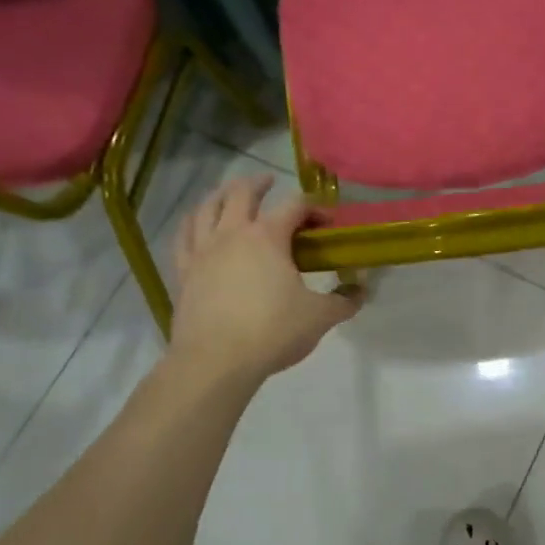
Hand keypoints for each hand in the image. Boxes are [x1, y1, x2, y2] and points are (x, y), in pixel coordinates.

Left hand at [169, 175, 359, 382]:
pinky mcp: (184, 272)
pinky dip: (192, 223)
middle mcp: (232, 234)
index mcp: (267, 237)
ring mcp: (203, 251)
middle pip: (242, 193)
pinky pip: (183, 237)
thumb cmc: (272, 332)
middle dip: (258, 183)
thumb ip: (343, 301)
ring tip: (230, 194)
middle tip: (269, 182)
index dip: (314, 208)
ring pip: (207, 208)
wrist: (215, 361)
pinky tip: (196, 225)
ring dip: (221, 195)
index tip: (328, 222)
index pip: (294, 206)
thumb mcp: (319, 317)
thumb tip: (361, 290)